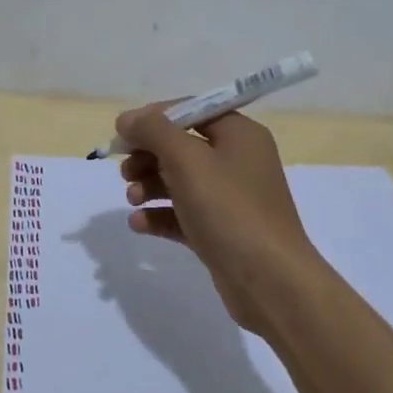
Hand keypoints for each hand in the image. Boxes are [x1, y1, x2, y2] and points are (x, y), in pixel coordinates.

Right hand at [116, 104, 320, 332]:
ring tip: (132, 198)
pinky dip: (160, 214)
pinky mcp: (222, 231)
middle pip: (182, 146)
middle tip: (124, 171)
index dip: (154, 118)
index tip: (123, 135)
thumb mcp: (187, 160)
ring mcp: (231, 199)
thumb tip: (126, 118)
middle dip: (148, 156)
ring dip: (150, 185)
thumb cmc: (229, 210)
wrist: (270, 282)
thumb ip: (153, 131)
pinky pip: (184, 214)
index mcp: (239, 134)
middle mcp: (238, 160)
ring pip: (180, 181)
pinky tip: (139, 223)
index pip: (191, 111)